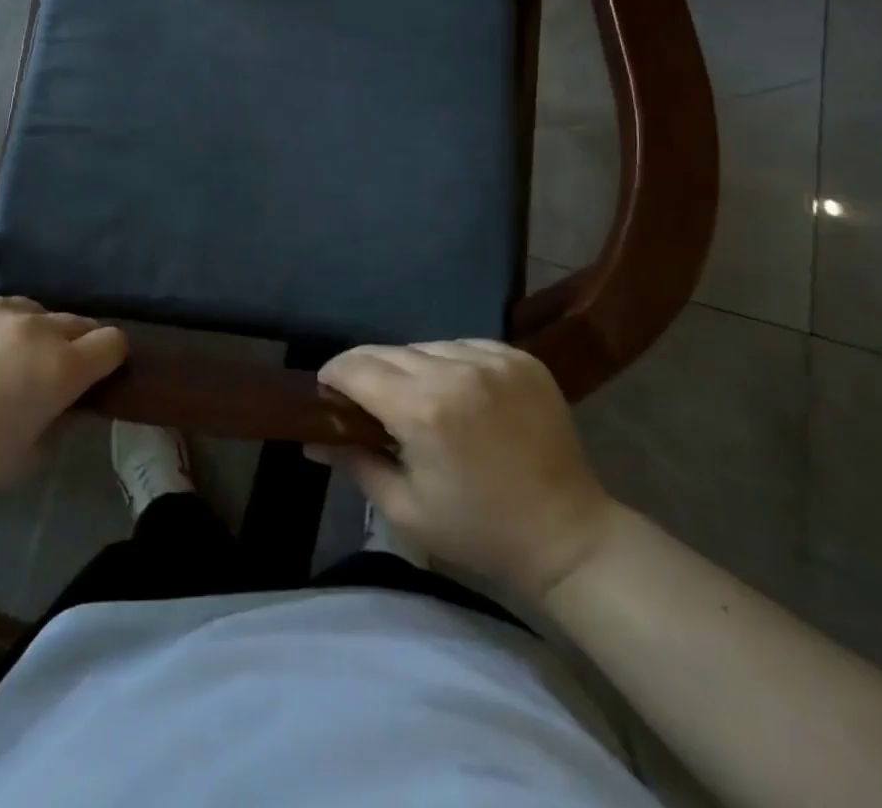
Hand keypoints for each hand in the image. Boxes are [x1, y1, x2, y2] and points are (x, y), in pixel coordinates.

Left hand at [0, 284, 126, 503]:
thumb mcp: (28, 458)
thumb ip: (62, 422)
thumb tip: (71, 401)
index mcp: (61, 368)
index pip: (113, 341)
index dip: (108, 358)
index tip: (93, 374)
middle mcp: (37, 325)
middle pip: (77, 321)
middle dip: (70, 345)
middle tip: (40, 373)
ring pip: (31, 309)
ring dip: (27, 331)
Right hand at [317, 341, 615, 595]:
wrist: (569, 536)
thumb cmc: (479, 530)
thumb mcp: (405, 508)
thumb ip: (353, 462)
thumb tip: (312, 439)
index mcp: (423, 409)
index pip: (356, 367)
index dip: (332, 375)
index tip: (326, 392)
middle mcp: (456, 370)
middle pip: (387, 351)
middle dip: (366, 371)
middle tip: (364, 400)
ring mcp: (492, 359)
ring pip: (425, 346)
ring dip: (409, 367)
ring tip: (416, 399)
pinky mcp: (519, 357)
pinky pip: (464, 345)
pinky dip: (450, 363)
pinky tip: (457, 392)